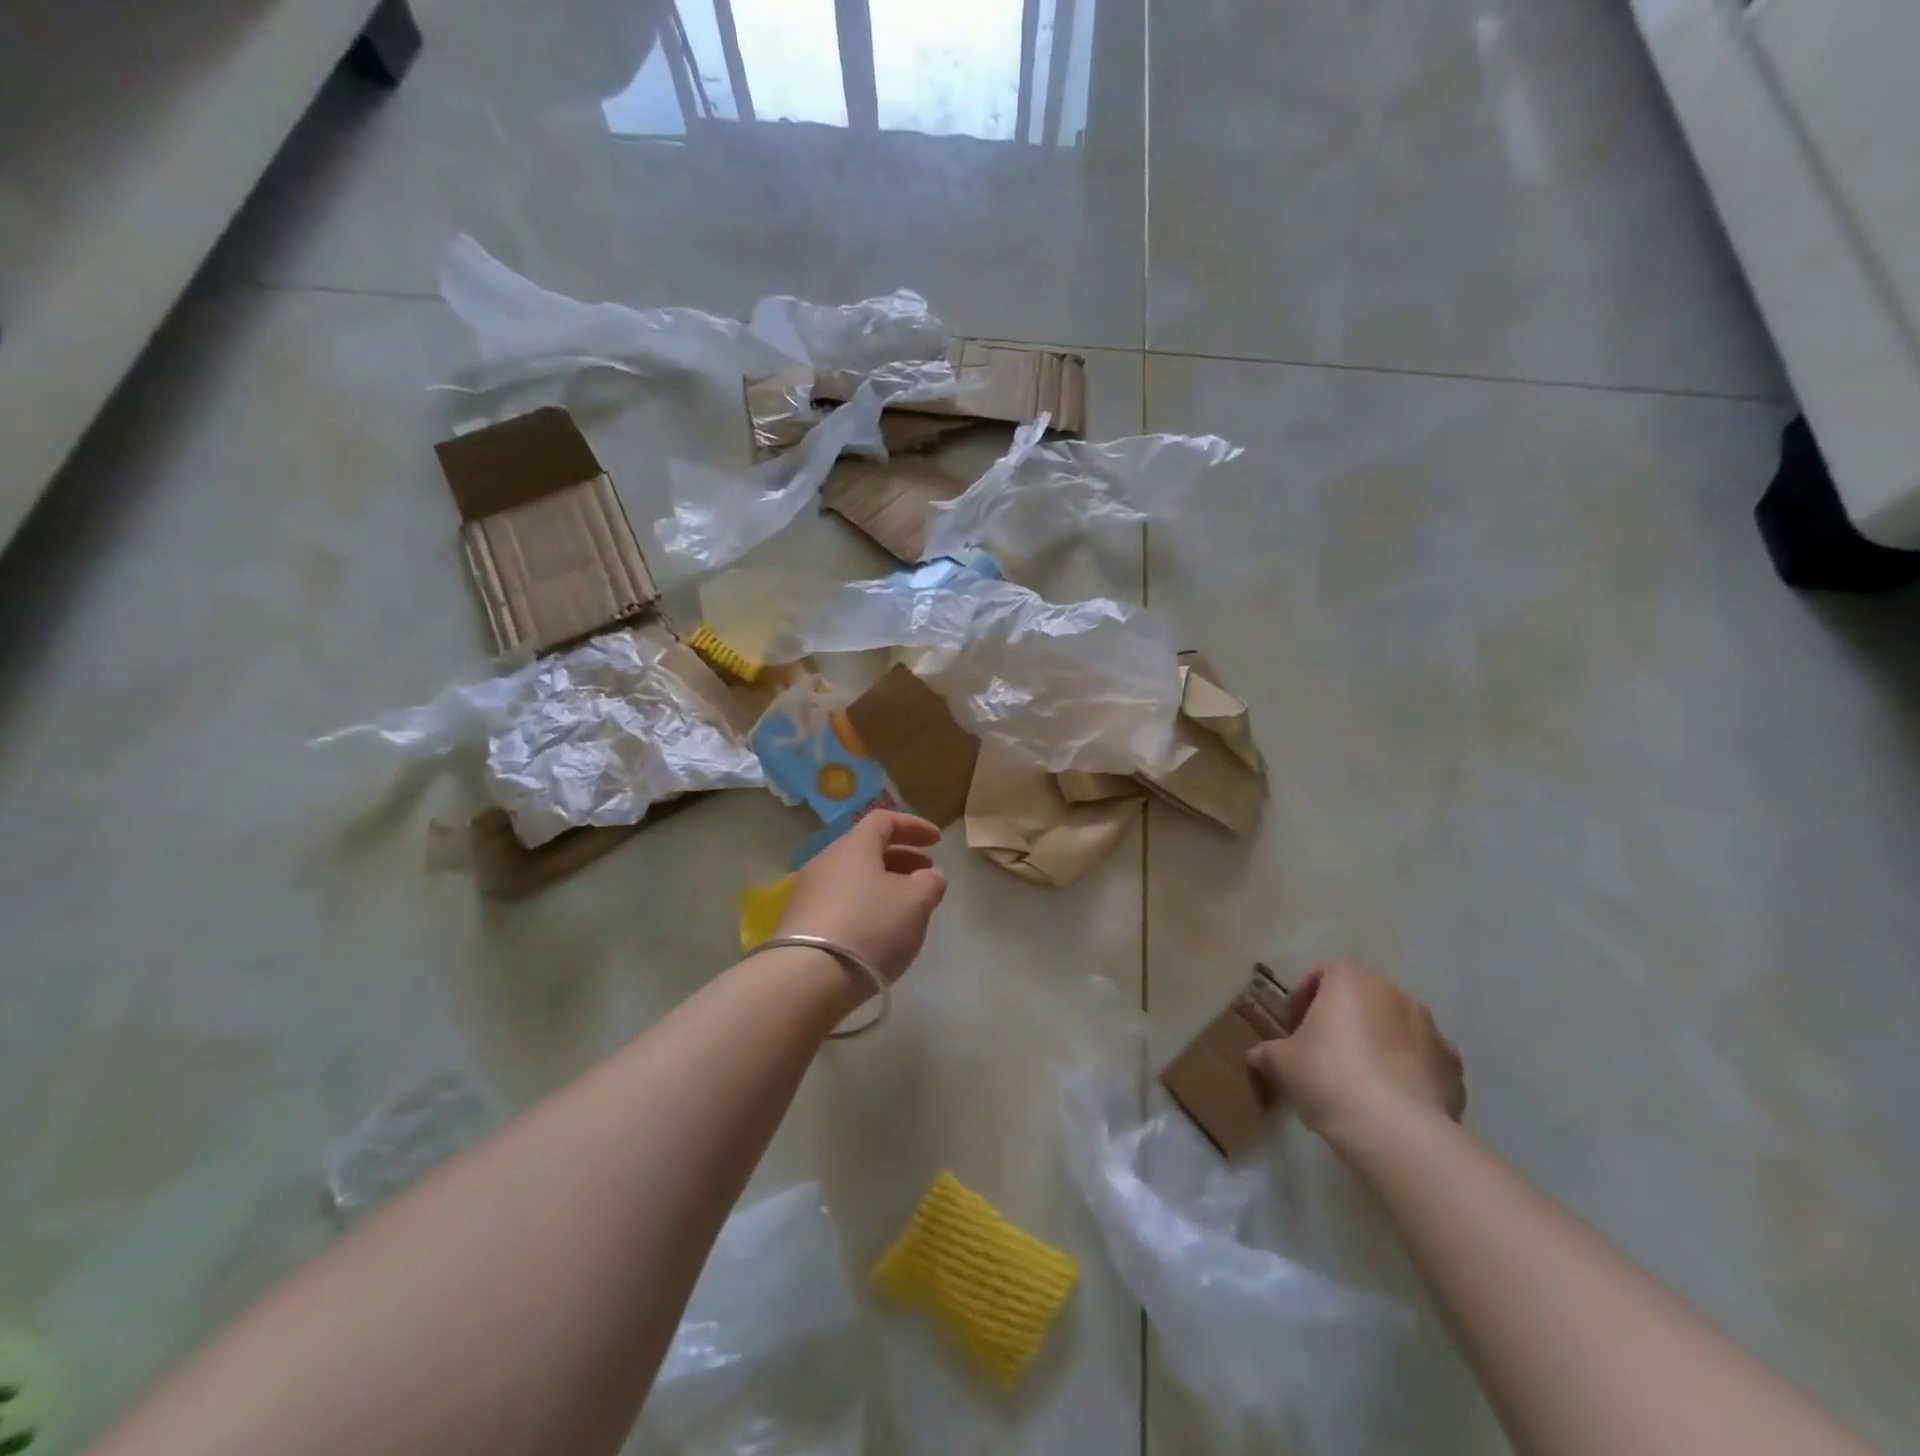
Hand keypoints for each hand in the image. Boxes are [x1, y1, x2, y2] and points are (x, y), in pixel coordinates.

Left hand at [776, 810, 948, 982]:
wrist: (806, 978)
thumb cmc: (869, 927)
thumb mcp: (916, 903)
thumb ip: (930, 882)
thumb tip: (929, 876)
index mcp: (854, 846)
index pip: (884, 820)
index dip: (913, 826)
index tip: (937, 841)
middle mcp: (826, 861)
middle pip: (866, 848)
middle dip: (901, 857)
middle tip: (925, 874)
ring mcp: (807, 892)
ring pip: (852, 877)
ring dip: (882, 884)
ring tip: (905, 907)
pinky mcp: (799, 923)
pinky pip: (839, 902)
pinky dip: (864, 906)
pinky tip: (877, 931)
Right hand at [1247, 958, 1464, 1146]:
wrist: (1397, 1131)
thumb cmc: (1329, 1078)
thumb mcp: (1280, 1064)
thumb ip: (1268, 1052)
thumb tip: (1259, 1056)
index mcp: (1351, 982)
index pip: (1328, 970)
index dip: (1309, 993)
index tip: (1297, 1022)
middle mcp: (1395, 994)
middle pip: (1365, 996)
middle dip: (1346, 1017)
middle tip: (1326, 1049)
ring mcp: (1432, 1030)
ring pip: (1398, 1027)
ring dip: (1381, 1042)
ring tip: (1363, 1079)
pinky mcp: (1454, 1068)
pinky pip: (1425, 1060)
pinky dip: (1411, 1071)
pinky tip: (1395, 1100)